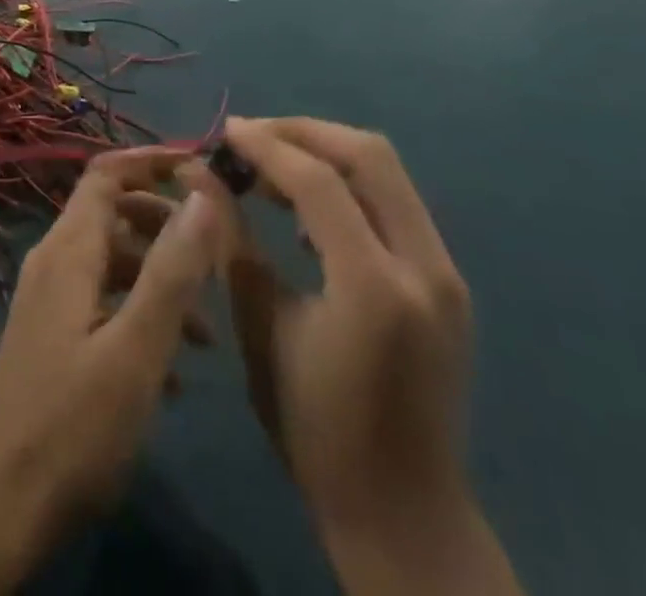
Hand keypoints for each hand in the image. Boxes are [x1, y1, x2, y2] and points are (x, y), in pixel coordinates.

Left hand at [0, 148, 222, 542]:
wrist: (1, 506)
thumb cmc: (74, 425)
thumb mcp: (137, 348)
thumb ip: (171, 270)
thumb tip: (202, 195)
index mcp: (69, 250)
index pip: (106, 172)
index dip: (151, 161)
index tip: (199, 168)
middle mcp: (54, 261)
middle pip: (113, 212)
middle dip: (165, 223)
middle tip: (214, 254)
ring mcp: (49, 299)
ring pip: (111, 260)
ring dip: (158, 277)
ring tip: (206, 330)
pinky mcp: (52, 334)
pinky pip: (102, 299)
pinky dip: (138, 311)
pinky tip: (171, 368)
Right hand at [219, 118, 517, 593]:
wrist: (404, 512)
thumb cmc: (315, 430)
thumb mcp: (261, 329)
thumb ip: (231, 240)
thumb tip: (198, 175)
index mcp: (373, 287)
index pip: (318, 182)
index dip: (267, 146)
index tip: (225, 132)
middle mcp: (423, 267)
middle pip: (368, 155)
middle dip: (304, 133)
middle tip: (251, 138)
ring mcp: (445, 271)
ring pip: (387, 171)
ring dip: (327, 153)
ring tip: (272, 165)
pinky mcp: (448, 279)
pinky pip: (395, 202)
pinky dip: (350, 185)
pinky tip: (309, 208)